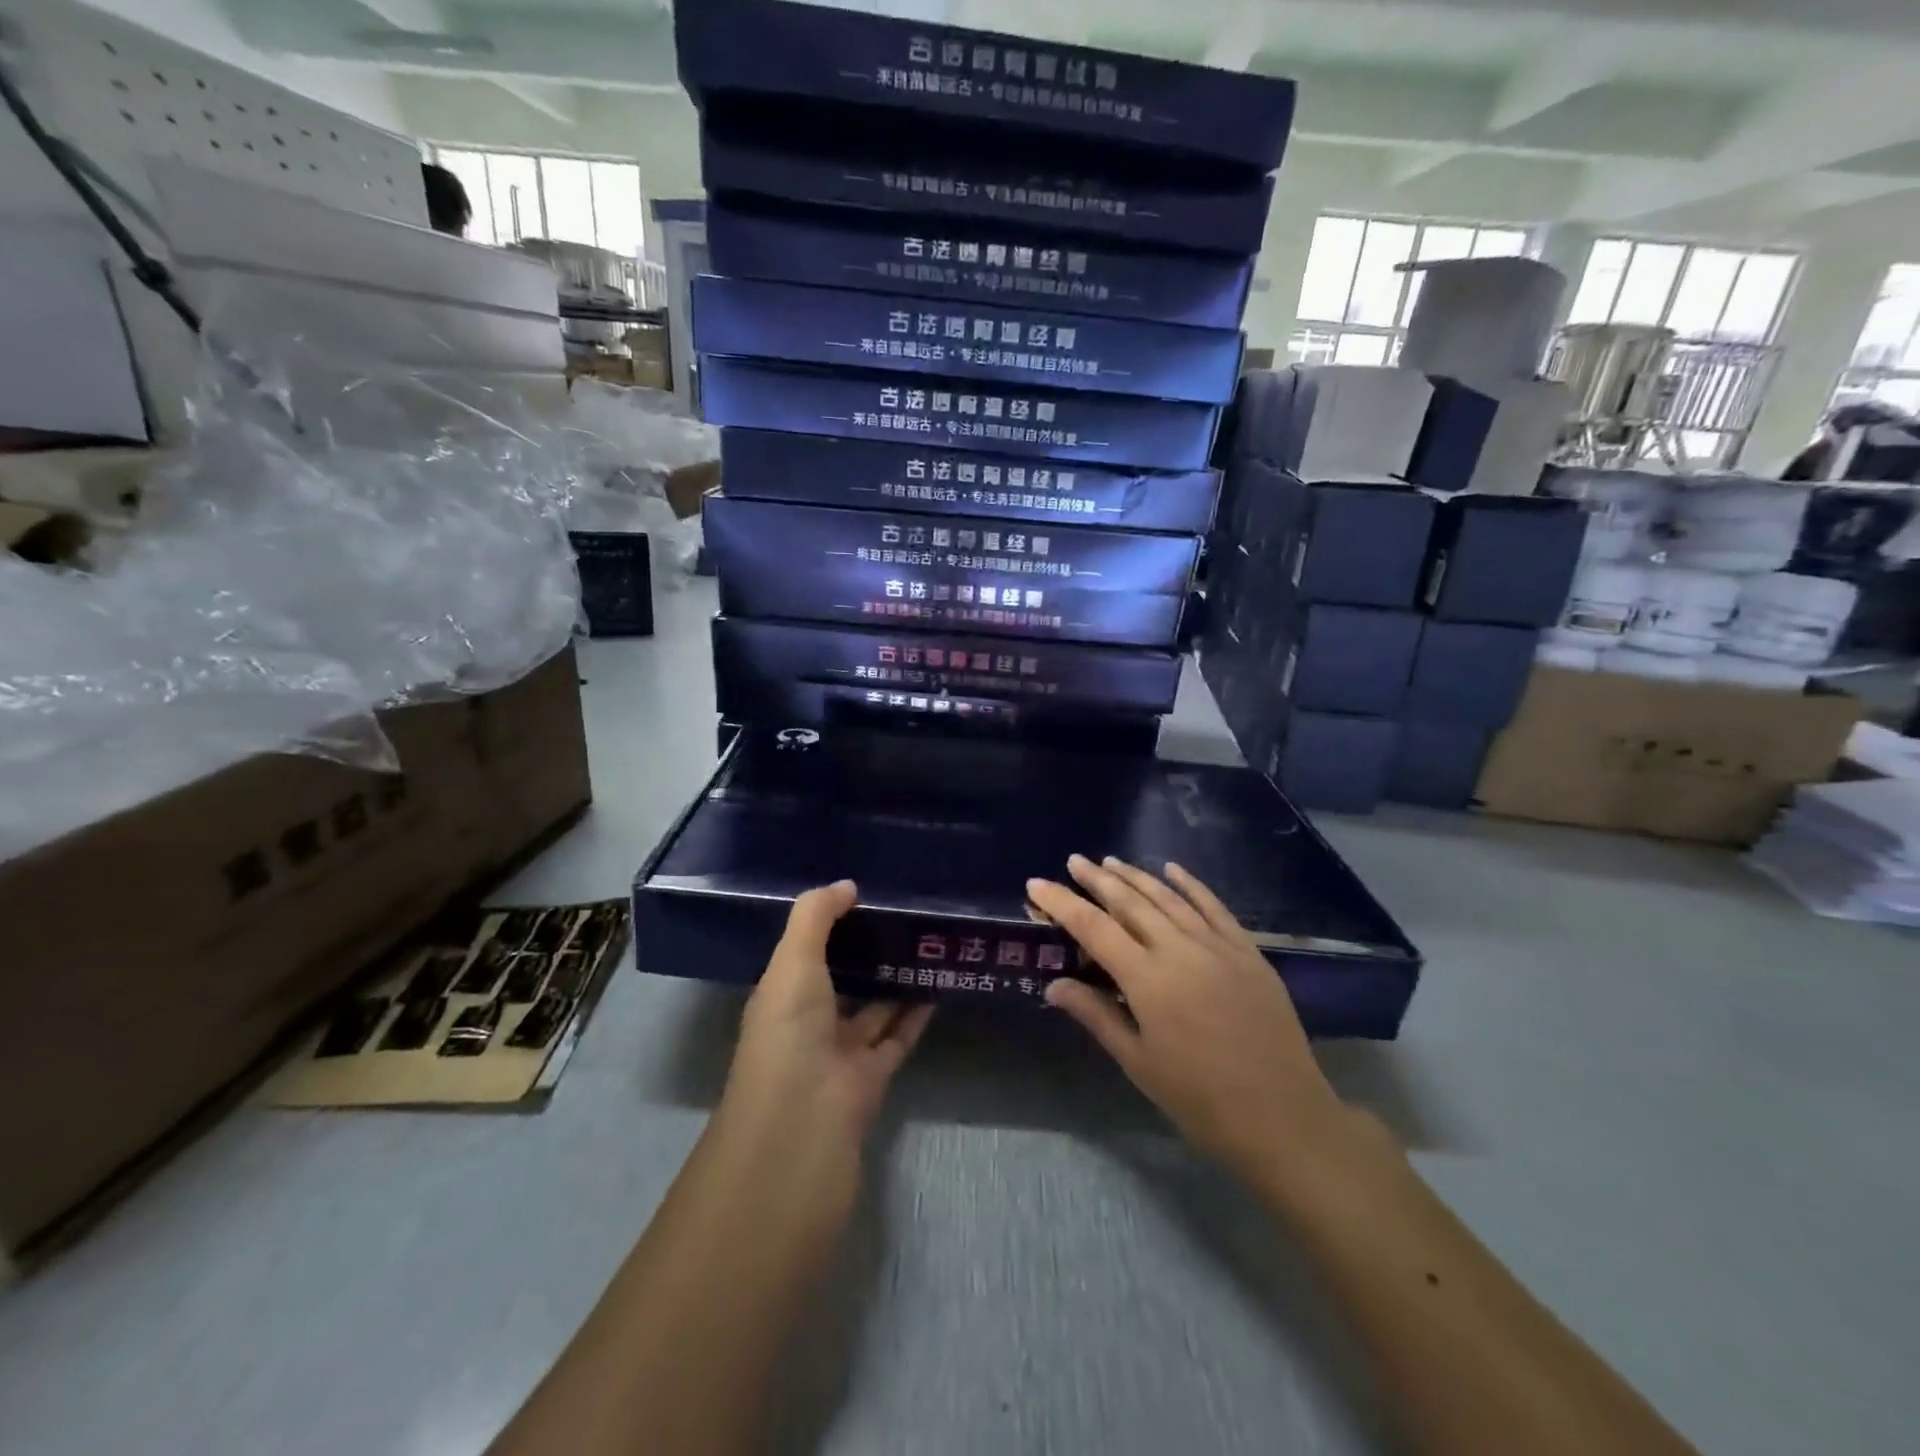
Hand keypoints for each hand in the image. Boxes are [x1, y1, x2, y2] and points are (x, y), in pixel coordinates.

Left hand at [720, 881, 933, 1165]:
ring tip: (930, 940)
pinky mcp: (872, 1080)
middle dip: (867, 949)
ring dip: (897, 979)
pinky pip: (898, 1036)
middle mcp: (807, 1023)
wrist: (802, 1134)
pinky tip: (940, 983)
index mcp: (780, 996)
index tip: (866, 892)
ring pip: (873, 1007)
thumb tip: (848, 885)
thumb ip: (815, 917)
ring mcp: (839, 1055)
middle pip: (841, 978)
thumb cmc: (789, 1037)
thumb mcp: (792, 963)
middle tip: (907, 912)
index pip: (804, 951)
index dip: (829, 923)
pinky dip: (916, 1013)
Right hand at [1029, 856, 1357, 1189]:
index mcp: (1147, 979)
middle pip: (1130, 902)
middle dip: (1097, 879)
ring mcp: (1218, 946)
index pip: (1093, 928)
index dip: (1062, 902)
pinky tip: (1172, 869)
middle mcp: (1179, 950)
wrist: (1284, 1117)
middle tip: (1075, 860)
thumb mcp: (1138, 1063)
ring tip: (1111, 861)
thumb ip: (1096, 1015)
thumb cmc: (1200, 1099)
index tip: (1036, 883)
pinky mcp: (1248, 951)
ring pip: (1168, 898)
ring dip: (1137, 876)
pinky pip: (1214, 906)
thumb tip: (1054, 985)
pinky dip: (1190, 884)